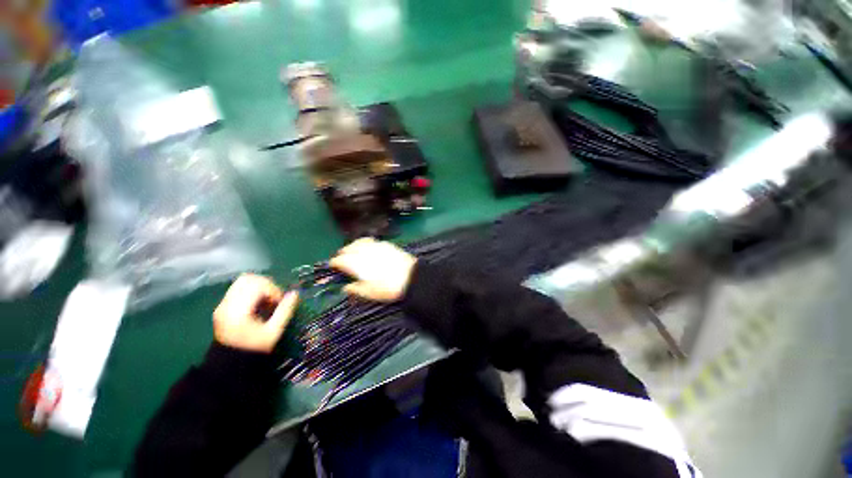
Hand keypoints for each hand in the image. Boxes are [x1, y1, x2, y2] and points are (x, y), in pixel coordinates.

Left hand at [213, 274, 298, 352]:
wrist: (230, 365)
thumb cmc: (254, 349)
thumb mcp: (274, 331)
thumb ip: (285, 310)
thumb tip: (295, 293)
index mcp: (239, 311)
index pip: (257, 285)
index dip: (273, 289)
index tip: (279, 302)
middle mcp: (227, 305)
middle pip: (248, 279)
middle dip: (266, 284)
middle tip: (273, 298)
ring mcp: (222, 305)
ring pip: (242, 282)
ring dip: (259, 287)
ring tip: (266, 301)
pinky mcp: (222, 307)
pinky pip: (238, 289)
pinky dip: (251, 292)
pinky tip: (257, 305)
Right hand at [330, 238, 416, 301]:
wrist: (411, 278)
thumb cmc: (388, 288)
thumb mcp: (370, 293)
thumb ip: (355, 289)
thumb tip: (345, 287)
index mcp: (357, 264)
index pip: (340, 260)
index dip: (334, 263)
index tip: (332, 266)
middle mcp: (364, 252)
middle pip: (349, 248)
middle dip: (343, 253)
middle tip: (341, 258)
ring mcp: (376, 246)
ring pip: (360, 242)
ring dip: (353, 246)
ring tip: (353, 250)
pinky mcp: (386, 244)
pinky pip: (372, 240)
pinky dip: (365, 243)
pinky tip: (368, 248)